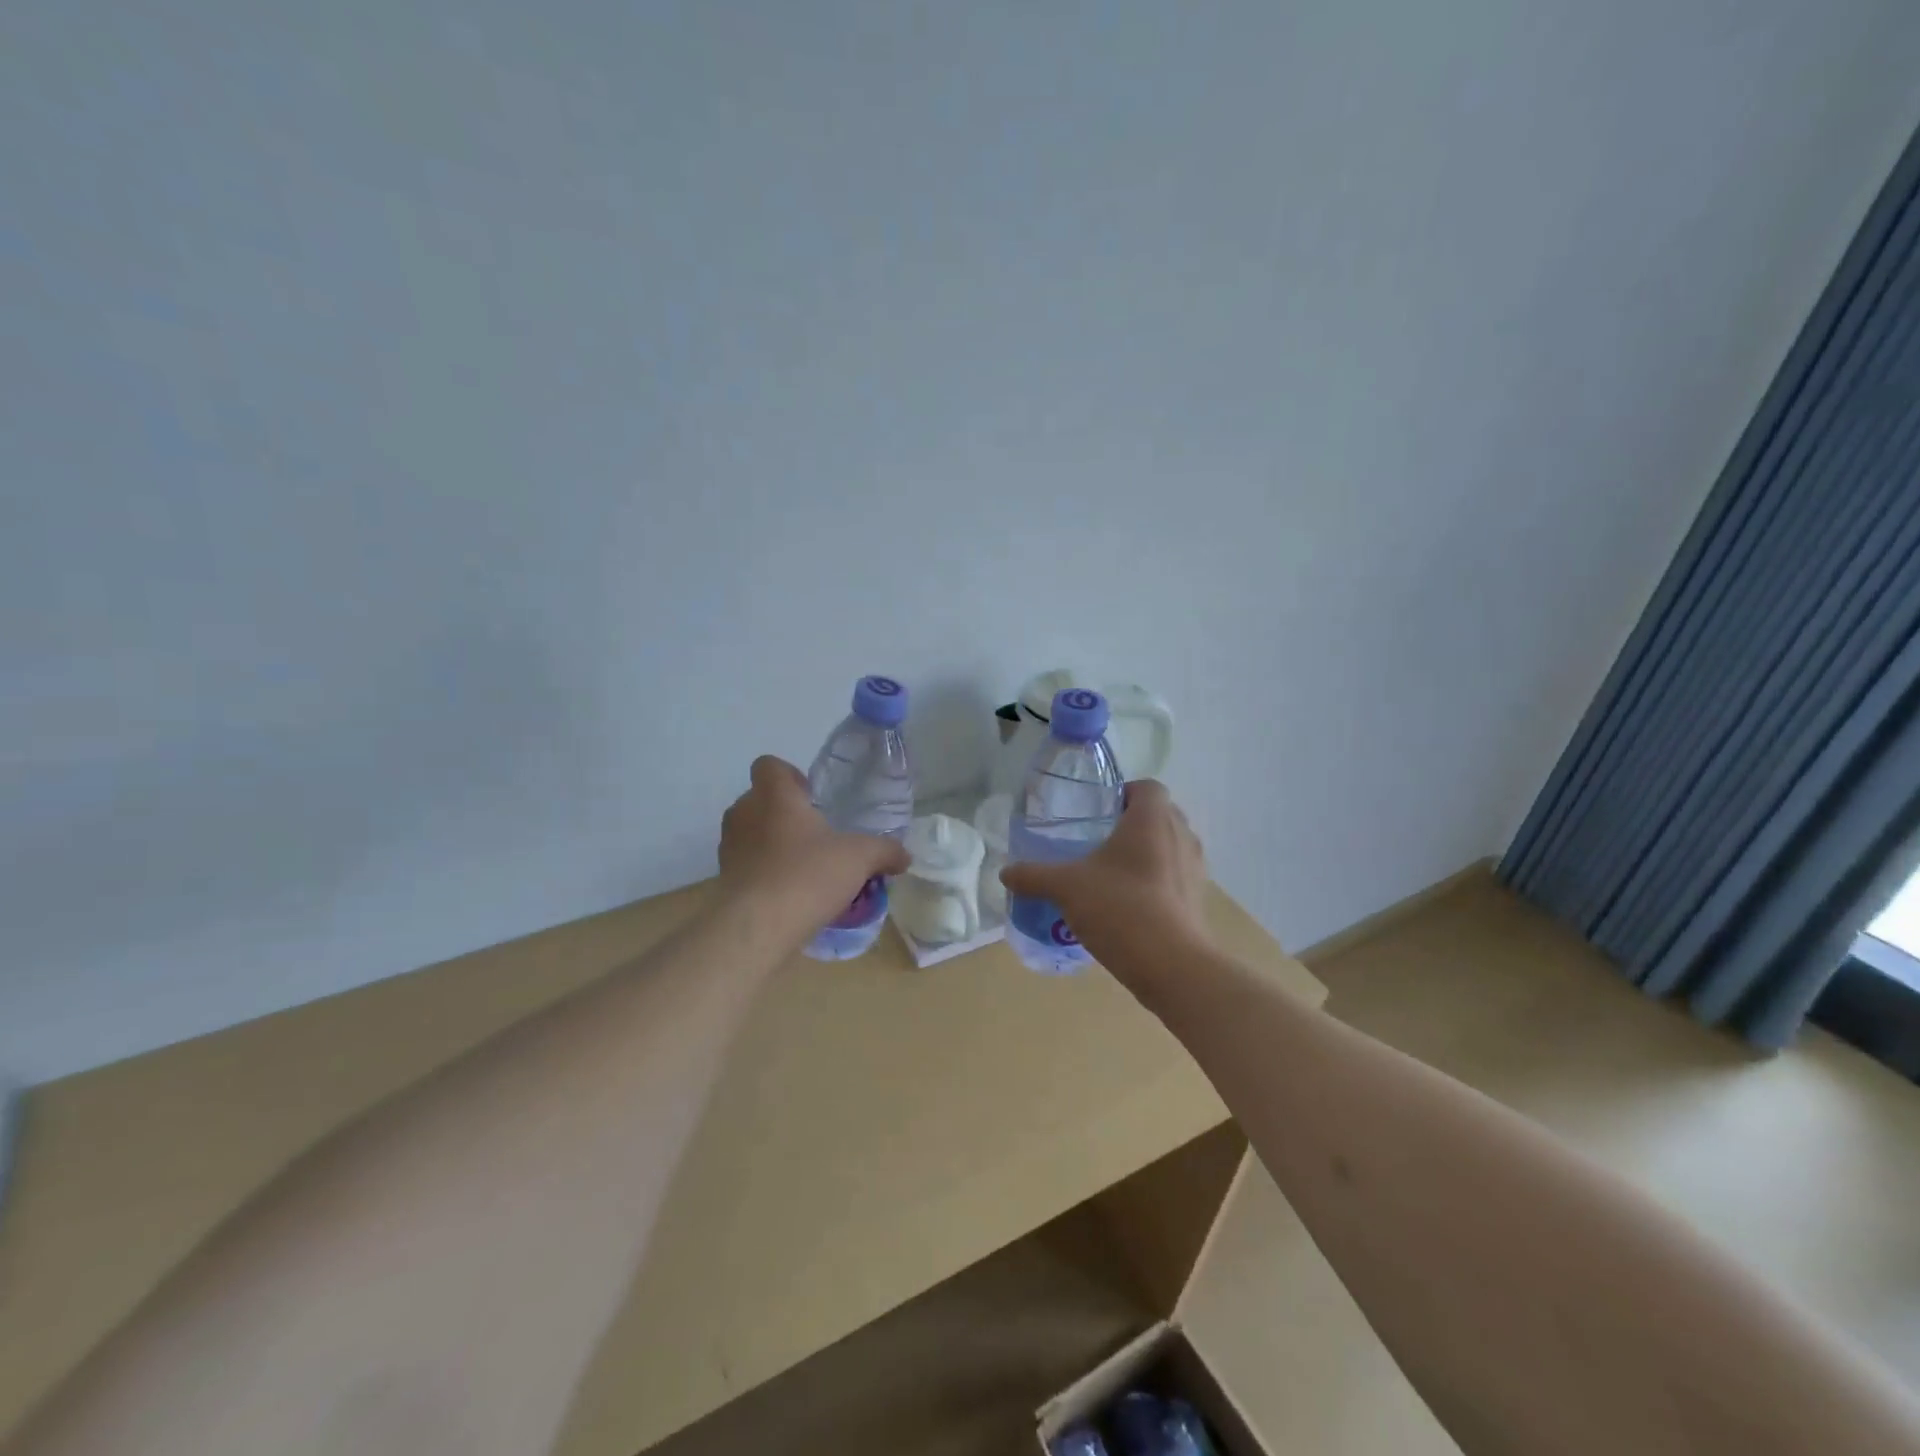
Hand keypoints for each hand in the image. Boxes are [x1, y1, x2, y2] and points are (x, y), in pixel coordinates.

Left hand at [719, 756, 909, 925]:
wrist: (756, 927)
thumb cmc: (807, 875)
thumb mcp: (860, 859)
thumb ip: (885, 851)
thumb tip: (905, 856)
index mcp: (774, 796)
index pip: (768, 765)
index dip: (789, 775)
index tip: (812, 797)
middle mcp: (744, 814)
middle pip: (760, 799)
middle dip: (786, 813)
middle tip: (816, 835)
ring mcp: (729, 848)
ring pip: (751, 833)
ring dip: (773, 844)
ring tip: (805, 867)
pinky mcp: (724, 880)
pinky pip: (747, 865)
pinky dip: (765, 873)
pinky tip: (791, 894)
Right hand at [999, 780, 1212, 982]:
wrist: (1173, 967)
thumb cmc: (1121, 908)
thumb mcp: (1066, 888)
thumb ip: (1034, 876)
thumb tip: (1005, 872)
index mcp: (1152, 819)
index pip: (1148, 787)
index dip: (1125, 794)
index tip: (1099, 813)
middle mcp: (1181, 836)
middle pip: (1159, 816)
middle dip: (1131, 825)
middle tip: (1097, 842)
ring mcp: (1194, 869)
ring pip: (1169, 847)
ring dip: (1146, 854)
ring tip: (1111, 875)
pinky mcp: (1198, 900)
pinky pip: (1174, 878)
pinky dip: (1156, 883)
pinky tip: (1128, 905)